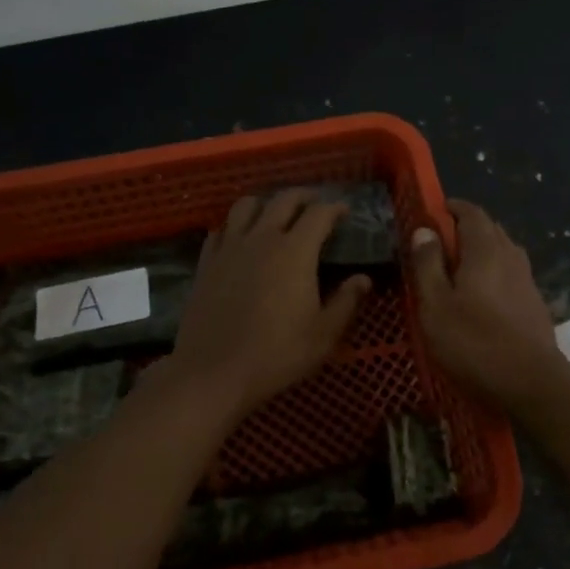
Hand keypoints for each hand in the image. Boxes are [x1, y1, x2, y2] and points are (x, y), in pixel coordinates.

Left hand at [165, 189, 370, 417]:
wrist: (212, 372)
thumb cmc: (276, 354)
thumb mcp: (323, 335)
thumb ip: (346, 302)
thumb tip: (363, 279)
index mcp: (295, 251)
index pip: (319, 213)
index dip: (335, 207)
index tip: (345, 211)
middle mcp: (262, 238)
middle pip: (284, 199)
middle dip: (303, 196)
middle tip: (315, 203)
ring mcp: (230, 247)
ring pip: (246, 205)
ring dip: (265, 202)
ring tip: (275, 213)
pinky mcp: (206, 262)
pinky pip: (221, 229)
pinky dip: (234, 226)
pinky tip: (240, 239)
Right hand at [409, 199, 560, 405]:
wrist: (531, 384)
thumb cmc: (474, 342)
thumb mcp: (435, 305)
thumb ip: (427, 264)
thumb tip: (424, 230)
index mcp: (485, 249)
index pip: (471, 212)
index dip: (451, 208)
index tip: (432, 213)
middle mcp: (510, 256)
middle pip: (489, 229)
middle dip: (464, 229)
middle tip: (438, 245)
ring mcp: (527, 280)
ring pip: (501, 252)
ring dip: (480, 252)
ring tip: (456, 272)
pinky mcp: (534, 303)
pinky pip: (509, 274)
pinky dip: (492, 273)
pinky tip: (480, 298)